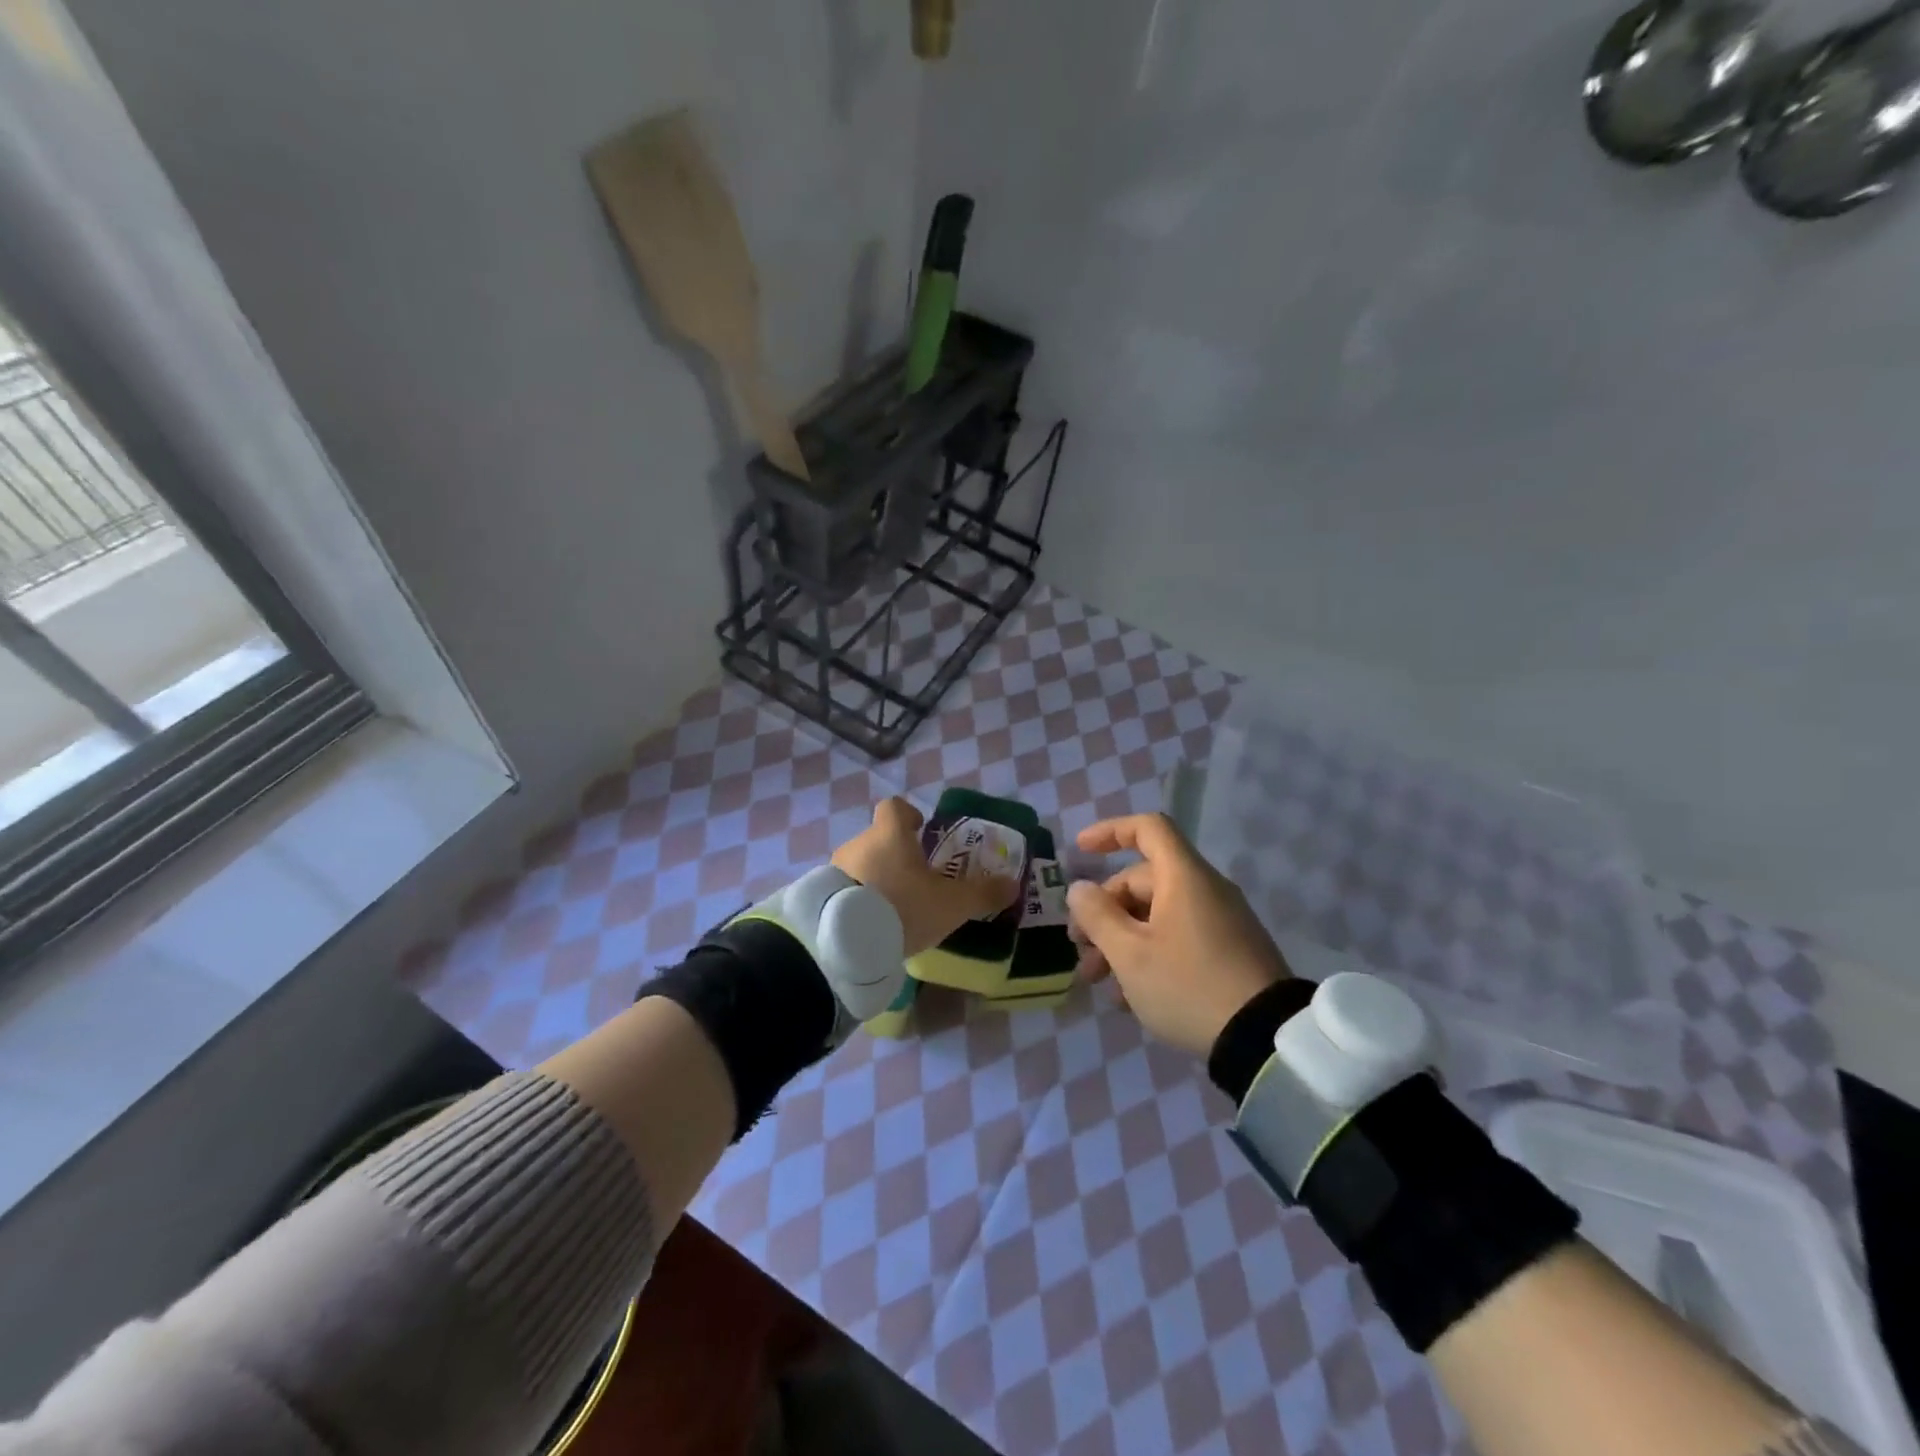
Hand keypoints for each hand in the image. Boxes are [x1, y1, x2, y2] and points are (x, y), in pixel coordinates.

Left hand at [833, 797, 1017, 956]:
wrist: (844, 941)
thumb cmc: (903, 907)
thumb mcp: (951, 904)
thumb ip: (982, 893)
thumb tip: (1013, 885)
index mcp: (890, 833)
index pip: (895, 807)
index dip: (909, 815)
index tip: (921, 830)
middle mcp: (859, 842)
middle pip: (879, 837)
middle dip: (896, 854)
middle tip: (916, 880)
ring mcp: (835, 867)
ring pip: (861, 863)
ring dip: (876, 877)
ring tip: (893, 907)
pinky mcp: (822, 894)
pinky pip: (845, 887)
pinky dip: (858, 897)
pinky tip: (871, 923)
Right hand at [1067, 812, 1290, 1055]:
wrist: (1265, 1039)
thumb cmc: (1188, 985)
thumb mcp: (1130, 954)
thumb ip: (1097, 916)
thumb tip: (1079, 888)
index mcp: (1183, 877)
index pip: (1147, 828)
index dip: (1110, 832)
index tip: (1080, 851)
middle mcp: (1205, 890)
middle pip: (1143, 881)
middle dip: (1104, 912)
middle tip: (1080, 949)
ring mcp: (1221, 922)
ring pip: (1157, 915)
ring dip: (1121, 940)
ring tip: (1098, 981)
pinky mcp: (1229, 952)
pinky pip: (1179, 938)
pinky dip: (1149, 954)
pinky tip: (1130, 996)